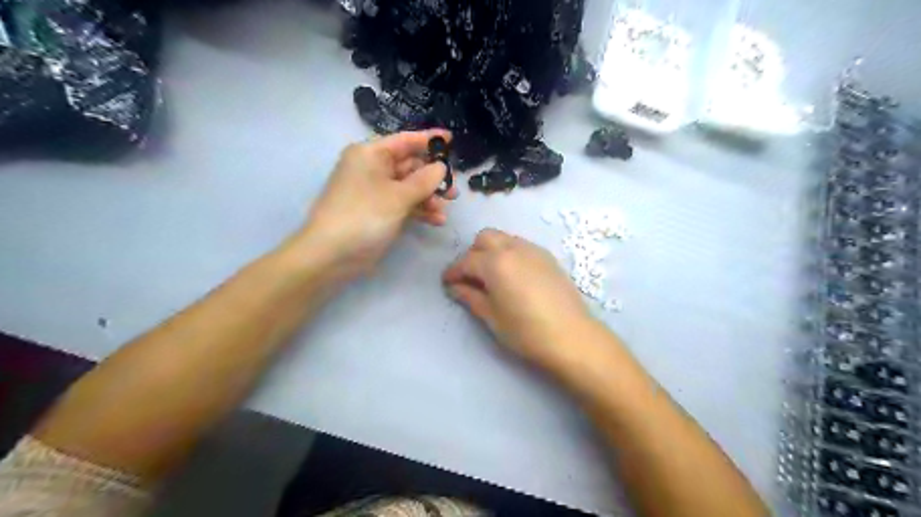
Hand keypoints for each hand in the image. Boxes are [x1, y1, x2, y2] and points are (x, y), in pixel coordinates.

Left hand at [291, 130, 455, 281]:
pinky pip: (404, 205)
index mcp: (371, 154)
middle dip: (433, 177)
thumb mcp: (398, 196)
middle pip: (410, 166)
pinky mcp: (379, 212)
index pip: (405, 141)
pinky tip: (437, 220)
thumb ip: (424, 180)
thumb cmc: (364, 216)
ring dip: (429, 197)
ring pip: (409, 187)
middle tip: (454, 189)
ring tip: (447, 207)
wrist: (332, 254)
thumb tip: (441, 166)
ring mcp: (376, 192)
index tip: (452, 140)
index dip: (429, 140)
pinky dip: (419, 210)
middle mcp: (373, 169)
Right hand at [444, 231, 597, 374]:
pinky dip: (510, 253)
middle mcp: (513, 248)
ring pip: (504, 238)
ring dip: (492, 251)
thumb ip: (470, 296)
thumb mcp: (492, 317)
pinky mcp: (548, 257)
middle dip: (472, 254)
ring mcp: (533, 250)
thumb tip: (455, 287)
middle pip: (485, 238)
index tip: (447, 283)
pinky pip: (521, 246)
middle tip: (471, 277)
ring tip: (492, 276)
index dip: (453, 272)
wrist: (572, 336)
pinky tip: (513, 276)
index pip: (466, 261)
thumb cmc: (526, 331)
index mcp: (495, 263)